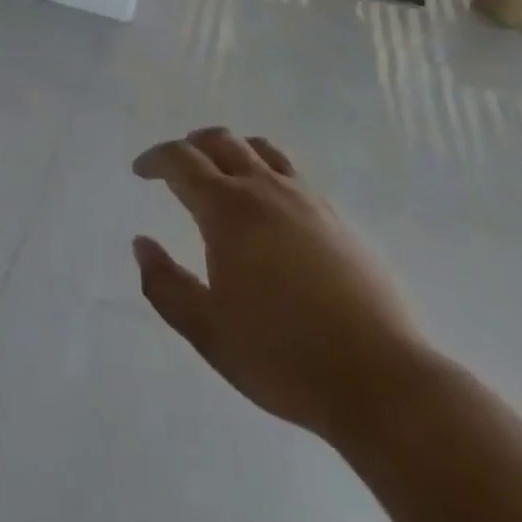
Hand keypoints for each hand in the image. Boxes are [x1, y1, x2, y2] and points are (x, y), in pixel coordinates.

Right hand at [132, 128, 429, 444]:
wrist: (381, 380)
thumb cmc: (283, 357)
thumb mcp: (208, 332)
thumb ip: (166, 286)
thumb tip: (141, 244)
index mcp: (228, 209)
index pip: (181, 161)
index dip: (156, 158)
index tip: (140, 170)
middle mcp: (265, 189)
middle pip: (221, 141)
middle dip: (192, 145)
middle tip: (177, 165)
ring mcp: (307, 199)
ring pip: (261, 150)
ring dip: (232, 149)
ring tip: (222, 170)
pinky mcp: (338, 219)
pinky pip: (292, 174)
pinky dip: (268, 171)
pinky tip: (270, 206)